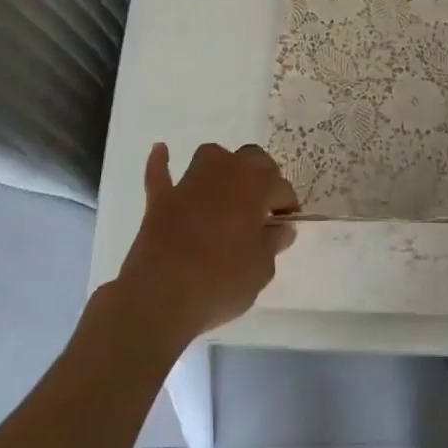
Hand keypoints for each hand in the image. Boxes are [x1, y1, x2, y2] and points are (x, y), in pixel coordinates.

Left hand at [116, 142, 297, 345]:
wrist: (161, 296)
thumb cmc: (221, 281)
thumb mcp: (261, 270)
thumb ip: (273, 243)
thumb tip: (281, 228)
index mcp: (255, 186)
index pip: (281, 187)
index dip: (287, 205)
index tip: (286, 224)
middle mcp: (225, 172)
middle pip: (251, 158)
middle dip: (261, 174)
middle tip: (262, 204)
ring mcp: (190, 182)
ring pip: (211, 156)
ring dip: (221, 166)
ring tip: (226, 186)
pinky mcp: (161, 198)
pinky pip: (160, 172)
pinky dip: (162, 162)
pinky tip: (162, 150)